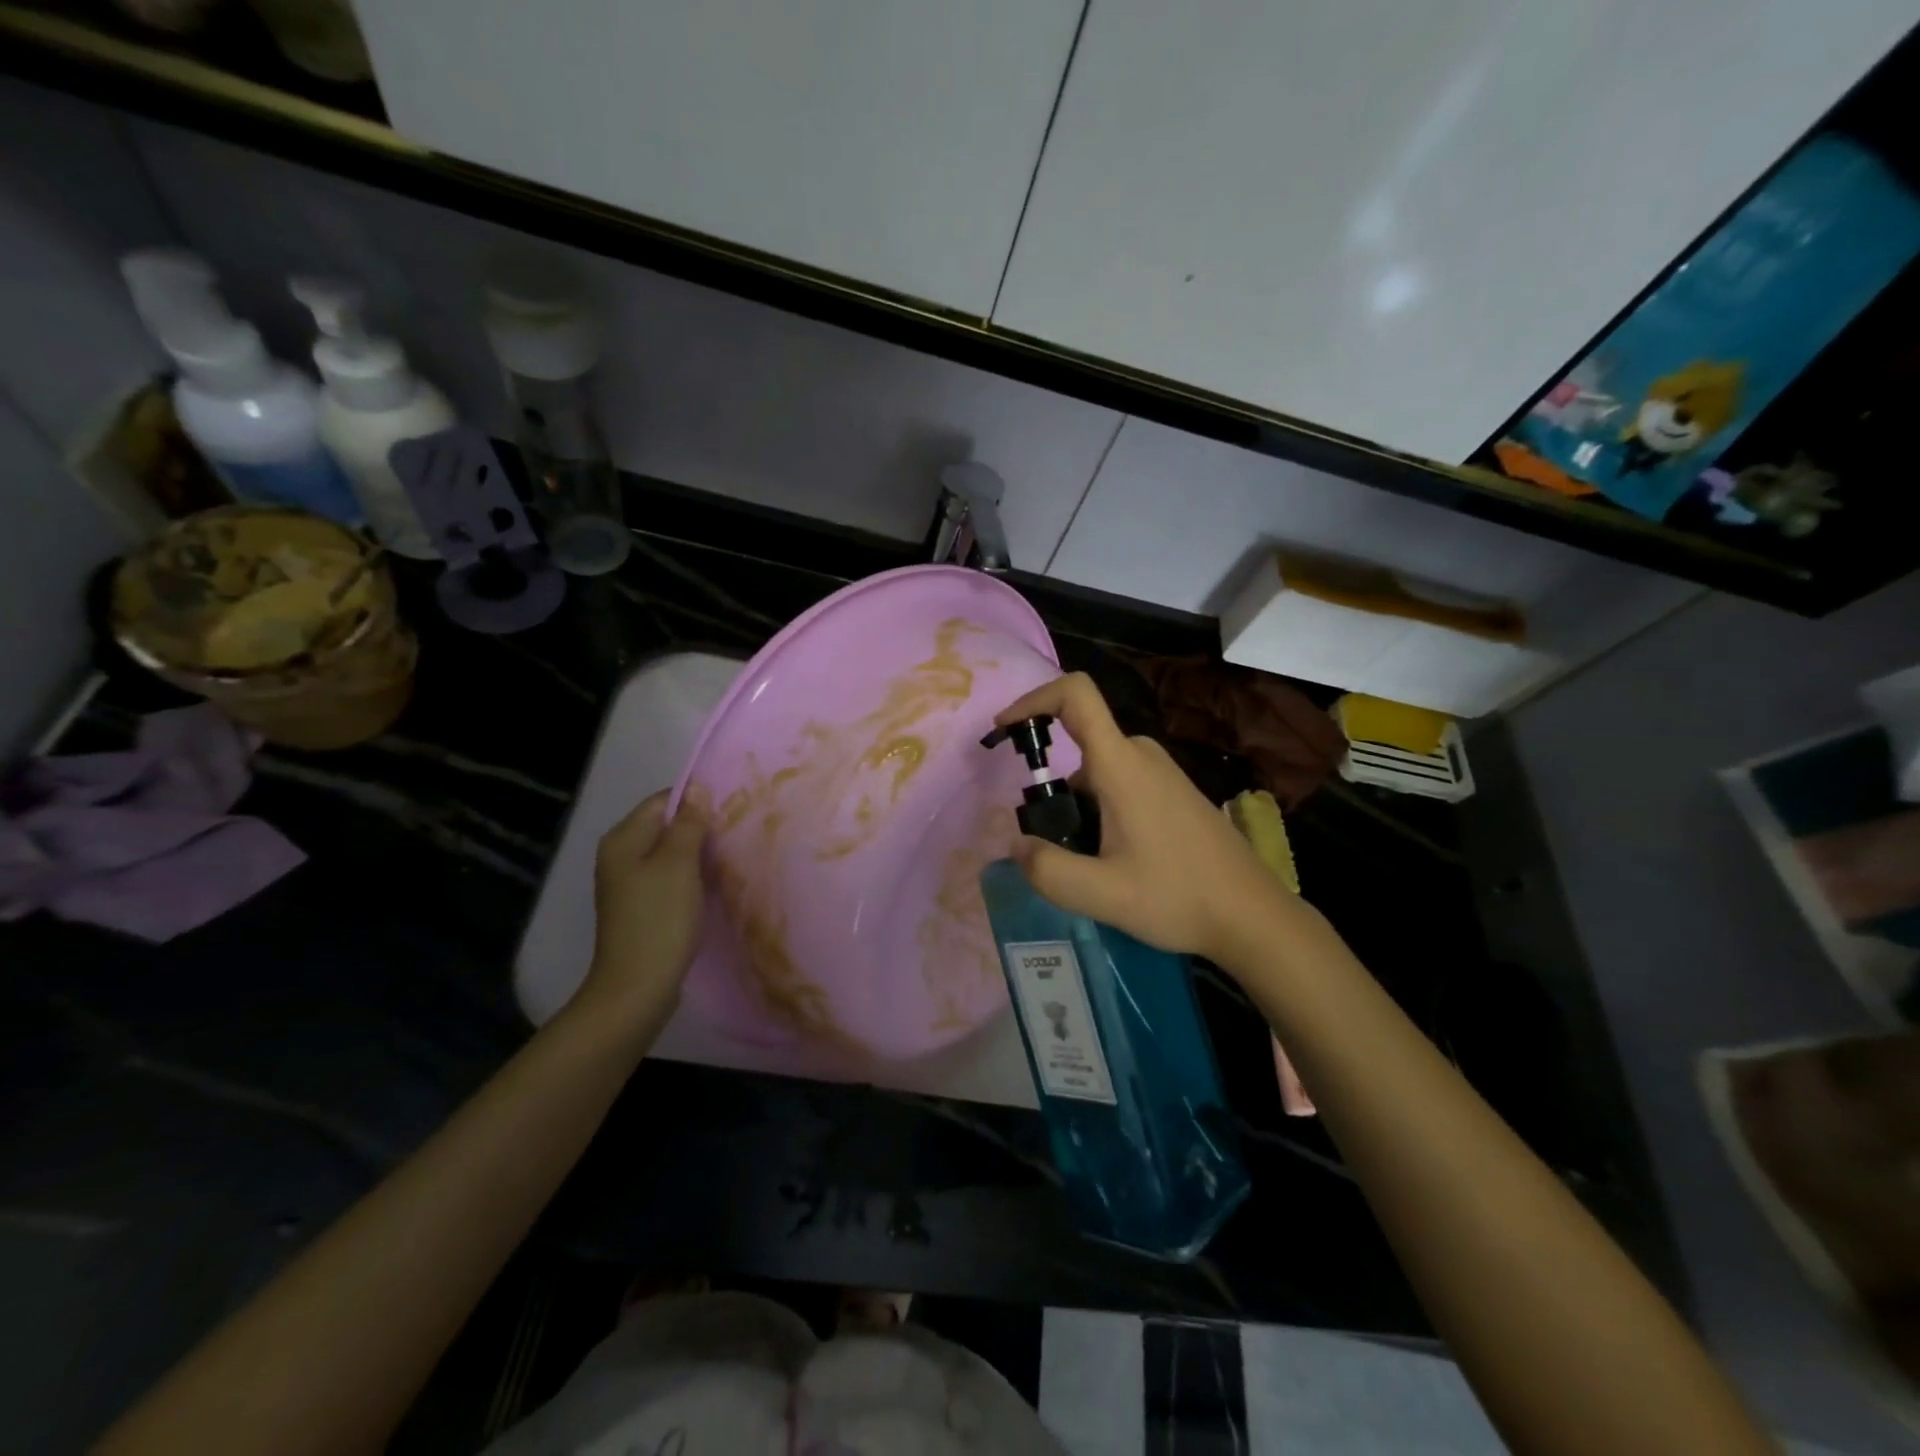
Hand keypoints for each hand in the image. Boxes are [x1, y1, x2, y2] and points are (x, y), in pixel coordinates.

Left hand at [574, 789, 707, 1036]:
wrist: (638, 987)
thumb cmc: (659, 919)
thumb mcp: (679, 864)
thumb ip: (688, 824)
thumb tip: (697, 788)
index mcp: (623, 839)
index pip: (662, 801)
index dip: (695, 802)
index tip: (729, 810)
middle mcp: (620, 856)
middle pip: (665, 827)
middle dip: (699, 828)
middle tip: (734, 833)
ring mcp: (629, 884)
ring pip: (670, 853)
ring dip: (698, 854)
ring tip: (729, 857)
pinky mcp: (642, 907)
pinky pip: (670, 877)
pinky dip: (691, 877)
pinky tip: (712, 885)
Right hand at [994, 673, 1302, 967]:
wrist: (1252, 915)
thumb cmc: (1178, 897)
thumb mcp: (1101, 894)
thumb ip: (1047, 869)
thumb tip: (1015, 845)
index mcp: (1121, 765)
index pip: (1076, 695)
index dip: (1033, 698)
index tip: (1004, 730)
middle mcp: (1141, 755)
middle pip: (1079, 744)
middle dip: (1051, 786)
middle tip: (1049, 841)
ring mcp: (1161, 772)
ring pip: (1097, 770)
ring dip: (1076, 805)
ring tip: (1086, 865)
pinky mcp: (1172, 791)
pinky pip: (1120, 782)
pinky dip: (1098, 809)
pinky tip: (1113, 862)